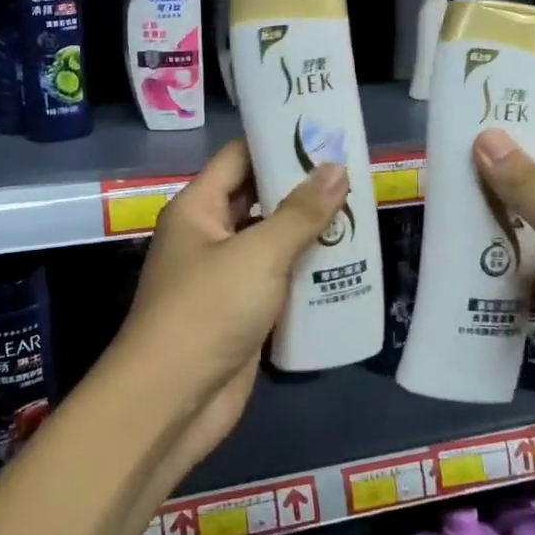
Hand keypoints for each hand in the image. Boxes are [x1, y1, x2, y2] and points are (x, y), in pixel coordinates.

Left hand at [104, 140, 348, 475]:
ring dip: (310, 234)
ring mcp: (223, 277)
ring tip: (361, 216)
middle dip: (302, 190)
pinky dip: (306, 275)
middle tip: (355, 177)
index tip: (325, 133)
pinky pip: (277, 282)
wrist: (172, 400)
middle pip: (258, 199)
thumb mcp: (259, 253)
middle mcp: (207, 236)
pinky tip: (347, 269)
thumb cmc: (209, 310)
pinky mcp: (240, 313)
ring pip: (271, 243)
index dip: (278, 143)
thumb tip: (336, 167)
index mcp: (197, 208)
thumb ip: (300, 212)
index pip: (239, 157)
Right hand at [474, 109, 534, 452]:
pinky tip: (448, 251)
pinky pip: (514, 270)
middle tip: (440, 150)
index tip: (485, 102)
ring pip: (521, 227)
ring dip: (485, 213)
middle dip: (497, 167)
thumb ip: (529, 186)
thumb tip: (485, 137)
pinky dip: (486, 260)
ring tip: (433, 194)